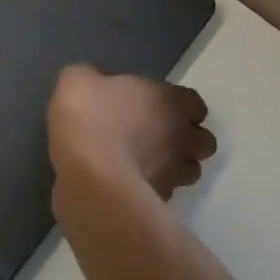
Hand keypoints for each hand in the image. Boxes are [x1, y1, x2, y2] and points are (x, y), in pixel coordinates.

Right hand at [47, 64, 215, 200]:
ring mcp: (175, 172)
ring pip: (190, 170)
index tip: (155, 105)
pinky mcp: (160, 201)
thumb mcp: (76, 80)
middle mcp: (181, 136)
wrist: (89, 175)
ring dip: (175, 166)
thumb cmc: (89, 118)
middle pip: (202, 140)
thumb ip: (90, 78)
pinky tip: (128, 183)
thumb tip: (92, 81)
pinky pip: (165, 192)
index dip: (178, 105)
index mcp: (168, 100)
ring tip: (146, 163)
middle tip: (156, 136)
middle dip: (186, 138)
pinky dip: (153, 188)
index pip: (195, 103)